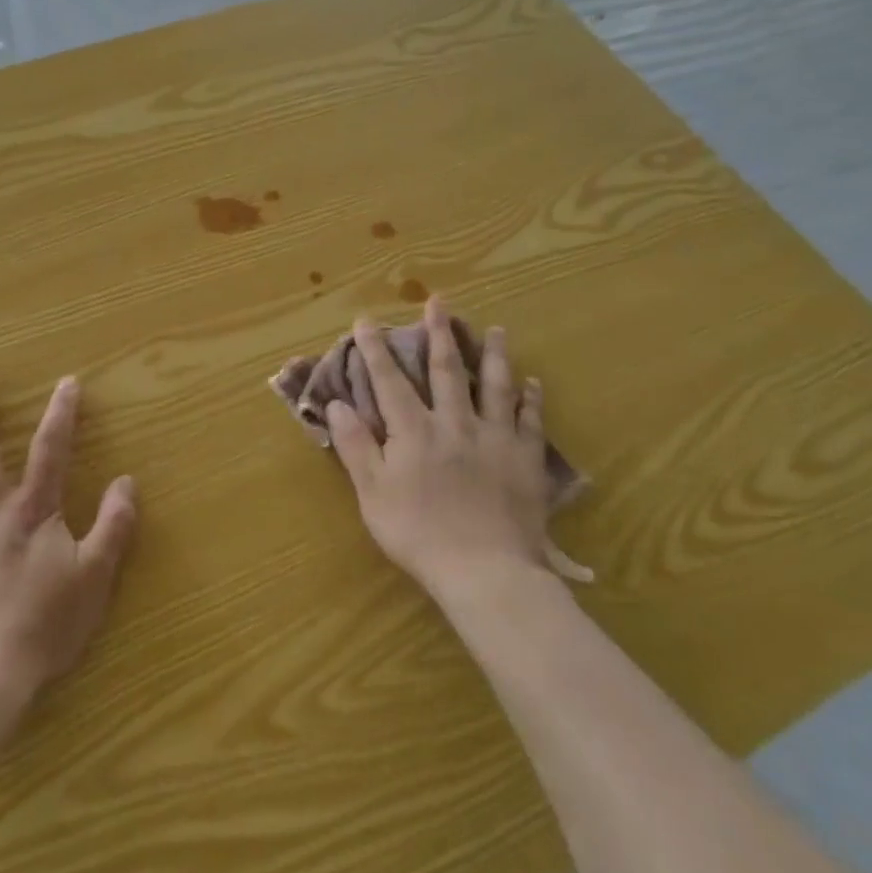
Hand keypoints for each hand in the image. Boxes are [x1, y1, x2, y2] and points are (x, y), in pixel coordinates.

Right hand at [326, 297, 589, 601]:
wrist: (485, 570)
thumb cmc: (418, 533)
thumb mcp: (372, 493)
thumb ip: (355, 445)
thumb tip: (338, 403)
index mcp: (414, 431)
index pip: (390, 381)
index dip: (376, 349)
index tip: (366, 320)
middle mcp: (455, 423)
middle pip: (447, 371)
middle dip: (439, 334)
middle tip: (439, 302)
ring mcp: (495, 439)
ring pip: (496, 386)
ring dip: (494, 355)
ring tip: (496, 330)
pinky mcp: (525, 460)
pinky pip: (530, 421)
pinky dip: (532, 400)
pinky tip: (533, 383)